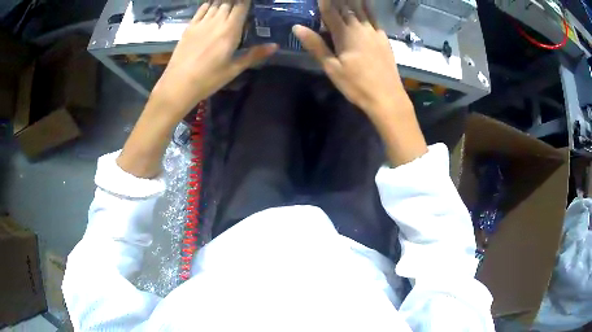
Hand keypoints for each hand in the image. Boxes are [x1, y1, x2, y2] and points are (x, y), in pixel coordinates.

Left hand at [150, 0, 277, 120]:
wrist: (178, 84)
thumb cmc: (208, 79)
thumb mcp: (234, 69)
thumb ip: (254, 55)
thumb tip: (275, 46)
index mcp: (230, 30)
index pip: (241, 6)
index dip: (246, 1)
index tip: (250, 2)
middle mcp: (216, 22)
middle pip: (228, 2)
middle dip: (236, 0)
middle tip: (240, 4)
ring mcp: (201, 23)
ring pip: (215, 4)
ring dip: (223, 1)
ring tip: (228, 2)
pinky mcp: (189, 27)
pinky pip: (201, 9)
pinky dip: (208, 4)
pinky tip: (212, 5)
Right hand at [294, 0, 425, 165]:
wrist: (387, 97)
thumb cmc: (356, 85)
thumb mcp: (332, 68)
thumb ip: (316, 45)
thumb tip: (297, 27)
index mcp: (345, 34)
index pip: (330, 11)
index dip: (323, 1)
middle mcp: (360, 28)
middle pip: (347, 7)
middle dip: (338, 0)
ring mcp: (375, 32)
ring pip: (362, 9)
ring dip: (354, 1)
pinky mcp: (384, 38)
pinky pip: (374, 18)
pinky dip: (368, 9)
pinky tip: (367, 6)